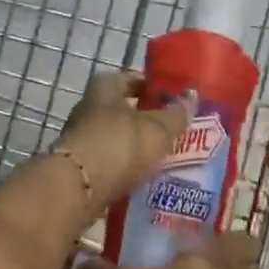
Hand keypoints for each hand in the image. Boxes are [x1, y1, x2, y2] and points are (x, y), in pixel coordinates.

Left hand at [53, 70, 194, 212]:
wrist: (77, 188)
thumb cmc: (118, 145)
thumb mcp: (156, 129)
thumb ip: (175, 115)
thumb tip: (191, 98)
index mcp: (104, 87)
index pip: (132, 79)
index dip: (154, 87)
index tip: (175, 99)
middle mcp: (89, 108)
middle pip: (124, 110)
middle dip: (148, 120)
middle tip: (175, 130)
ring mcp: (82, 138)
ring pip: (118, 138)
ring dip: (137, 146)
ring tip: (165, 157)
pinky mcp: (81, 167)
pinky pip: (111, 162)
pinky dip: (126, 167)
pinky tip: (146, 177)